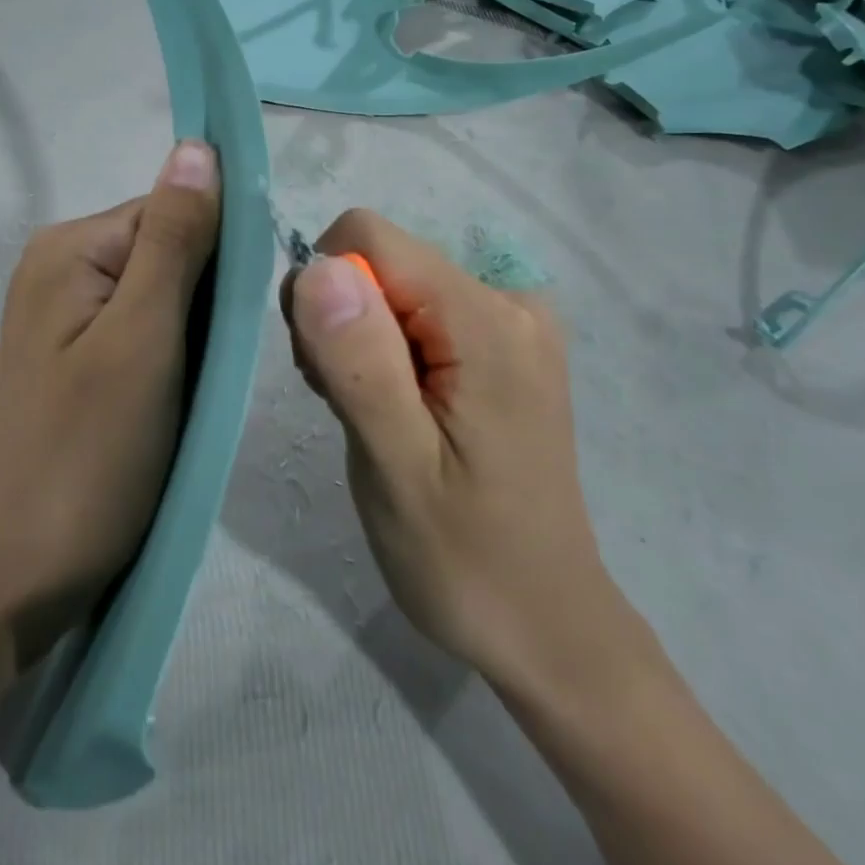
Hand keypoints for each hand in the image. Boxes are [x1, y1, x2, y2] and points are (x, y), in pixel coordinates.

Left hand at [0, 141, 221, 666]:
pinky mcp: (82, 356)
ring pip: (166, 293)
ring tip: (198, 390)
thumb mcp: (143, 336)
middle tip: (212, 368)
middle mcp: (64, 266)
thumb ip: (174, 238)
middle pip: (170, 249)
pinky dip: (177, 355)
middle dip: (207, 300)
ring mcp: (69, 314)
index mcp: (71, 247)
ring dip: (196, 332)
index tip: (238, 320)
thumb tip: (198, 146)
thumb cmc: (90, 451)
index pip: (173, 210)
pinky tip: (180, 399)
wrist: (23, 571)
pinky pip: (147, 330)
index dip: (218, 255)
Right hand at [282, 210, 634, 695]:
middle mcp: (509, 300)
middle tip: (348, 406)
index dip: (326, 293)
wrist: (545, 625)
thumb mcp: (395, 466)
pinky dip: (387, 351)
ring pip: (392, 286)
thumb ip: (359, 362)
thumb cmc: (463, 559)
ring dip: (359, 341)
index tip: (327, 371)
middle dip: (341, 321)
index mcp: (486, 319)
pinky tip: (396, 410)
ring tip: (373, 417)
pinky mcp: (503, 346)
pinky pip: (417, 313)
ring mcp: (512, 322)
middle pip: (381, 260)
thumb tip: (319, 267)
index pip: (369, 239)